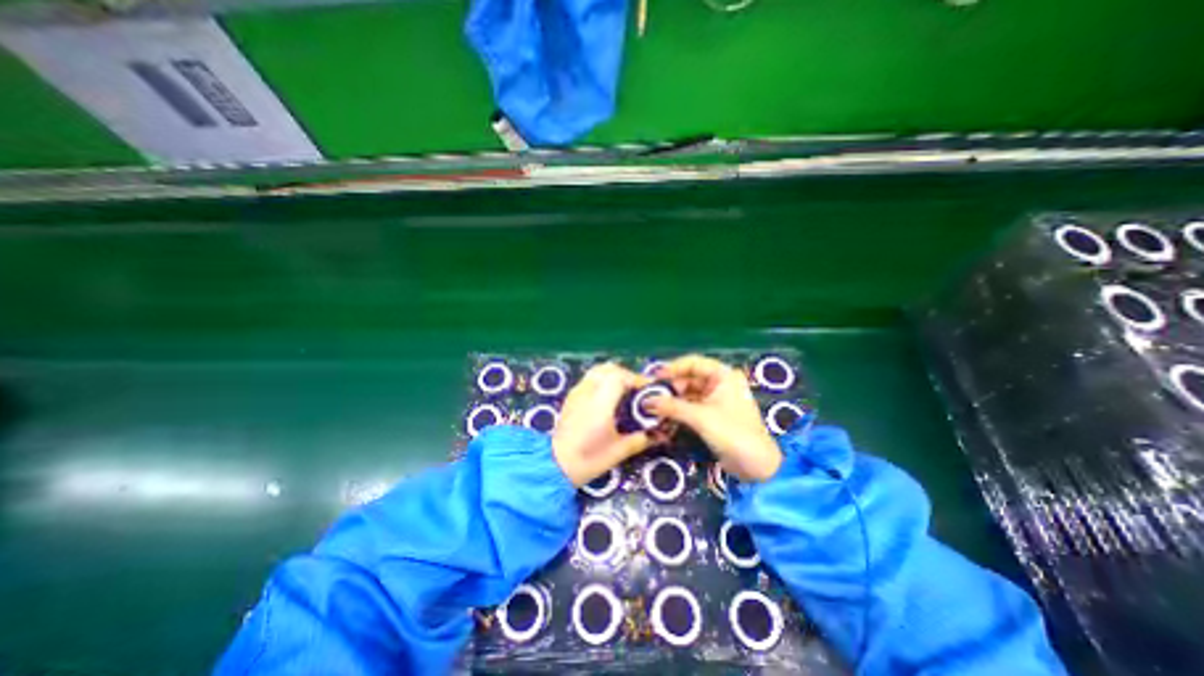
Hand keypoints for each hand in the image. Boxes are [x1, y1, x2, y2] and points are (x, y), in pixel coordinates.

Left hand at [550, 363, 654, 485]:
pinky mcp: (571, 397)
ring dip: (614, 375)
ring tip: (624, 392)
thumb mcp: (620, 451)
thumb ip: (642, 438)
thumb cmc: (589, 459)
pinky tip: (608, 397)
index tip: (649, 390)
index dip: (637, 380)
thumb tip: (661, 433)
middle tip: (638, 391)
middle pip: (610, 369)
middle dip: (627, 375)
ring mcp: (577, 392)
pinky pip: (590, 378)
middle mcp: (588, 392)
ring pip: (598, 370)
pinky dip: (603, 380)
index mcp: (600, 403)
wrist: (556, 465)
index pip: (620, 377)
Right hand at [649, 355, 780, 480]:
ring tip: (652, 407)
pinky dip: (678, 410)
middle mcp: (720, 383)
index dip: (672, 368)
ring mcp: (717, 399)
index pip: (692, 363)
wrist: (757, 467)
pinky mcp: (713, 415)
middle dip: (670, 387)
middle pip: (689, 378)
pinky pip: (691, 406)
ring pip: (688, 393)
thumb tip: (645, 401)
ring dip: (672, 400)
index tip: (653, 378)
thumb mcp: (700, 417)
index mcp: (723, 375)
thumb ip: (671, 407)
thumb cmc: (732, 433)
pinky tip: (664, 416)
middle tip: (649, 395)